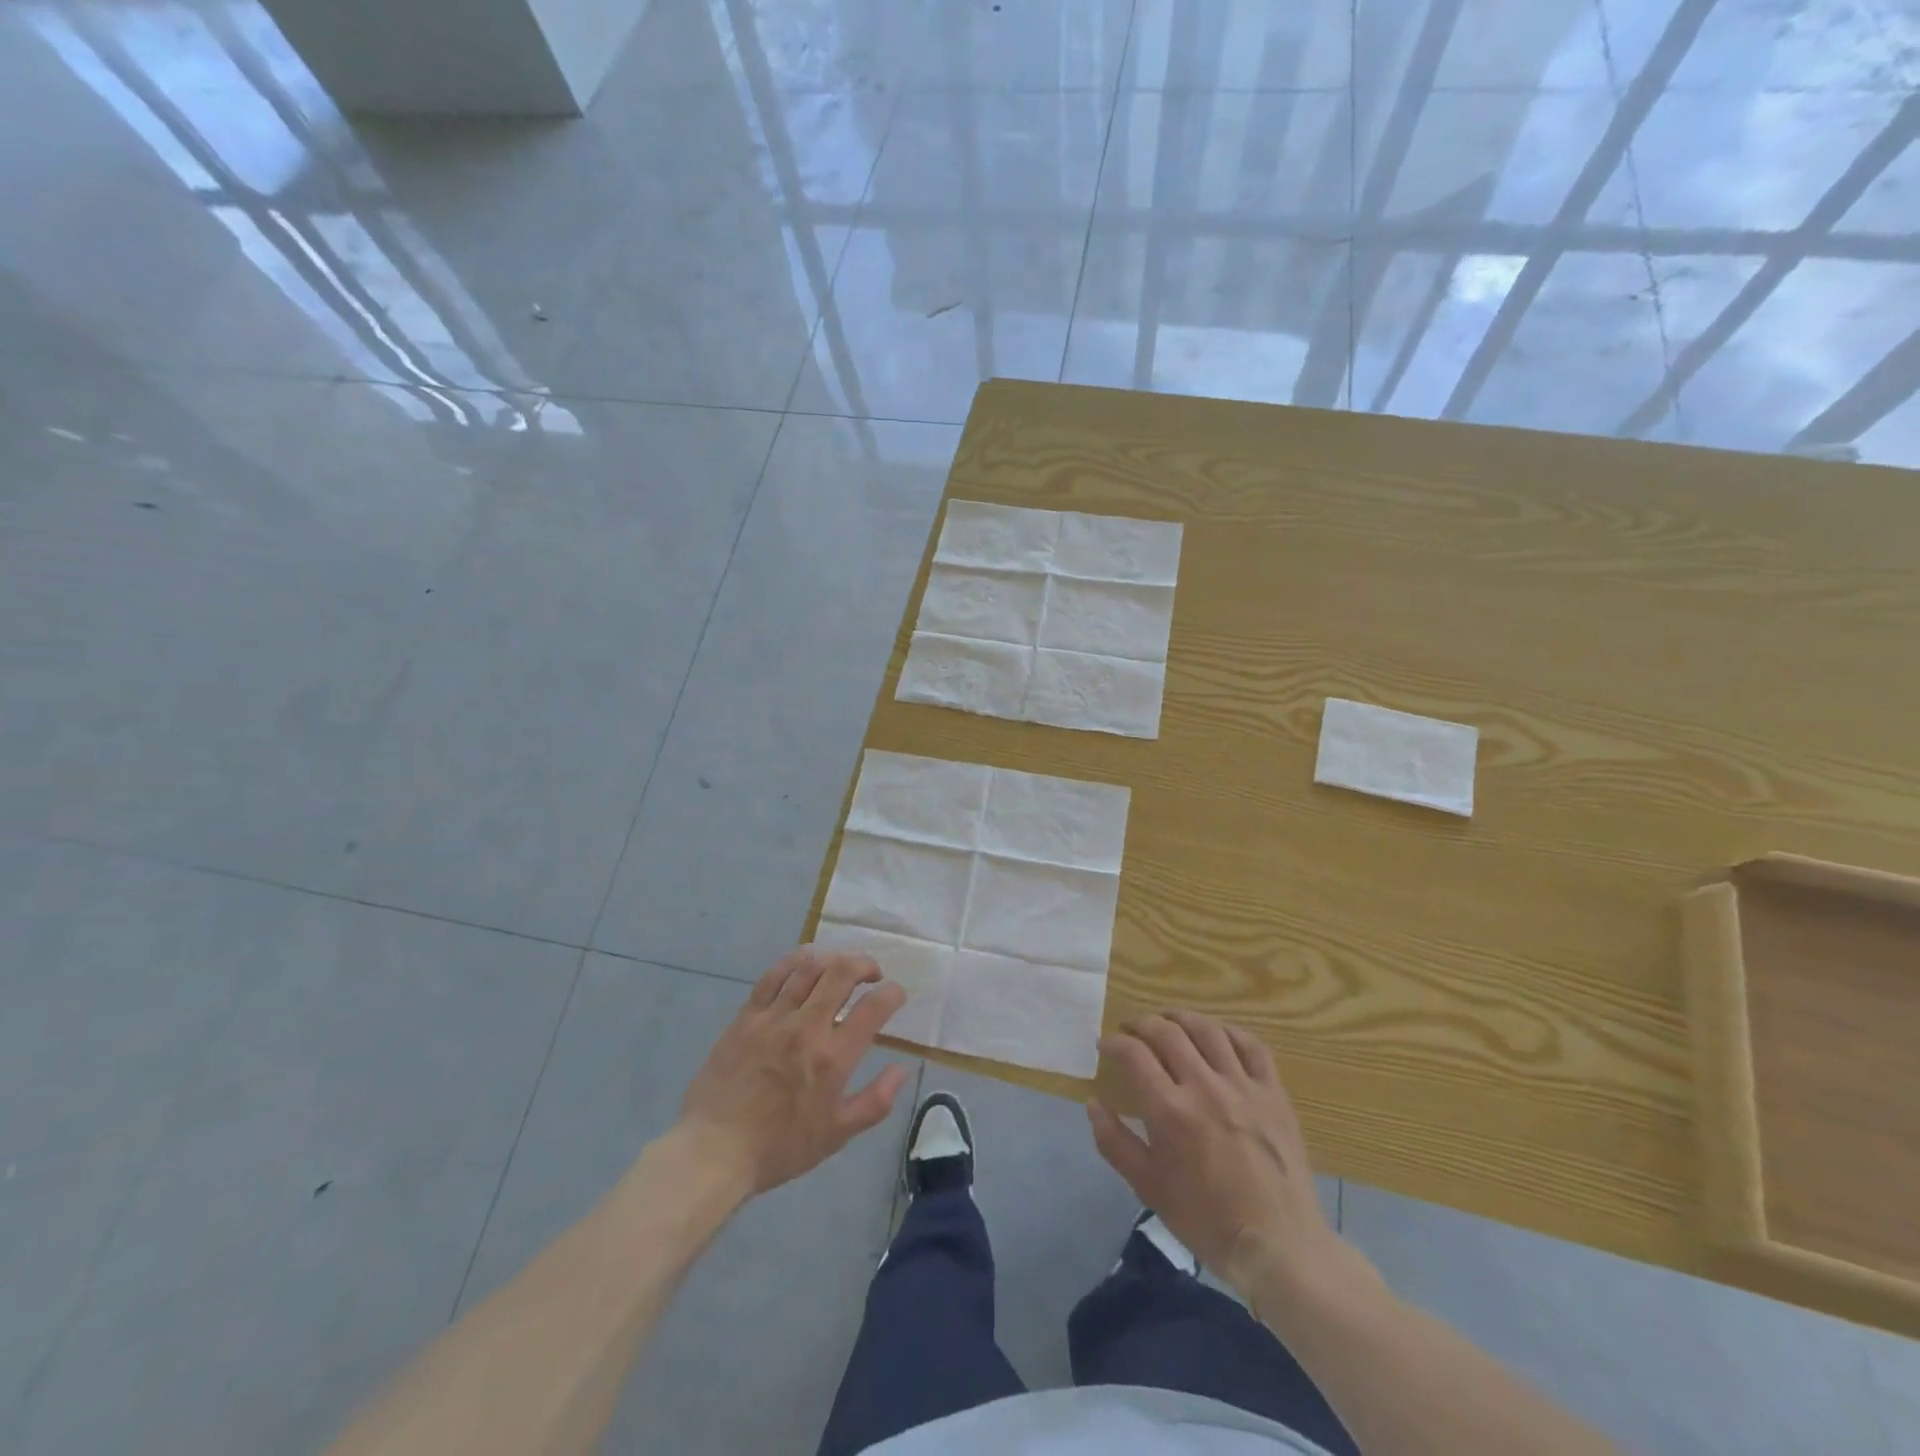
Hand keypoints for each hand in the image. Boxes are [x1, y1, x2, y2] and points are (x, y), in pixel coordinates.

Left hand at [676, 947, 911, 1195]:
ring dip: (834, 958)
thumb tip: (902, 1068)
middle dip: (866, 964)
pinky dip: (795, 961)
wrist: (714, 1150)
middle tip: (872, 974)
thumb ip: (876, 1101)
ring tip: (841, 966)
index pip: (874, 1007)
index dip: (894, 993)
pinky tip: (805, 962)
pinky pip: (773, 975)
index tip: (896, 995)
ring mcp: (774, 1017)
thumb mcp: (837, 1135)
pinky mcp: (747, 1015)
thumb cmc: (780, 1147)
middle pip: (843, 972)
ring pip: (810, 966)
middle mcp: (807, 1027)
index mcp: (833, 1057)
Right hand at [1089, 1010, 1341, 1293]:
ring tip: (1168, 1021)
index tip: (1105, 1045)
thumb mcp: (1148, 1187)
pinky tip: (1216, 1035)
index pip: (1134, 1054)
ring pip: (1208, 1030)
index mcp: (1170, 1112)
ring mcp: (1243, 1087)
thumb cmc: (1206, 1220)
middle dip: (1141, 1024)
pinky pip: (1251, 1046)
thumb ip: (1114, 1142)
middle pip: (1167, 1032)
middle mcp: (1205, 1087)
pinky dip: (1229, 1031)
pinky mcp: (1274, 1093)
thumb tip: (1093, 1103)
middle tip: (1130, 1030)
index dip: (1114, 1043)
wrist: (1278, 1246)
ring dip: (1181, 1018)